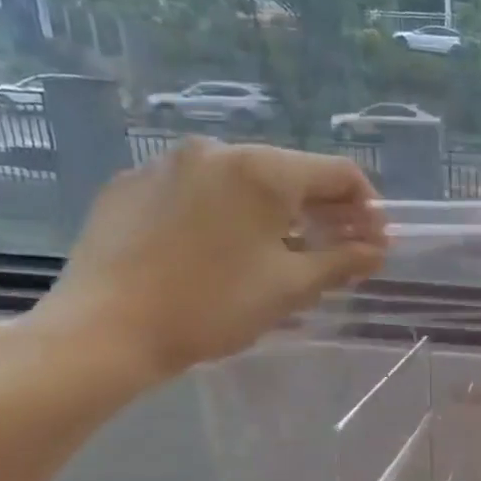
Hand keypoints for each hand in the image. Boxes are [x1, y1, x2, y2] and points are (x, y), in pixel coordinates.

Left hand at [23, 139, 384, 388]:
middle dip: (321, 212)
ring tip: (277, 255)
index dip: (367, 208)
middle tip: (335, 253)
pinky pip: (198, 191)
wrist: (103, 330)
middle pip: (290, 174)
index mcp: (262, 169)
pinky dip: (224, 214)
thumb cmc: (212, 306)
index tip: (373, 245)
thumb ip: (343, 261)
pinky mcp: (131, 185)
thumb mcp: (291, 287)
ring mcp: (167, 163)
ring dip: (274, 214)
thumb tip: (377, 250)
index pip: (338, 173)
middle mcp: (217, 150)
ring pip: (242, 182)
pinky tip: (218, 252)